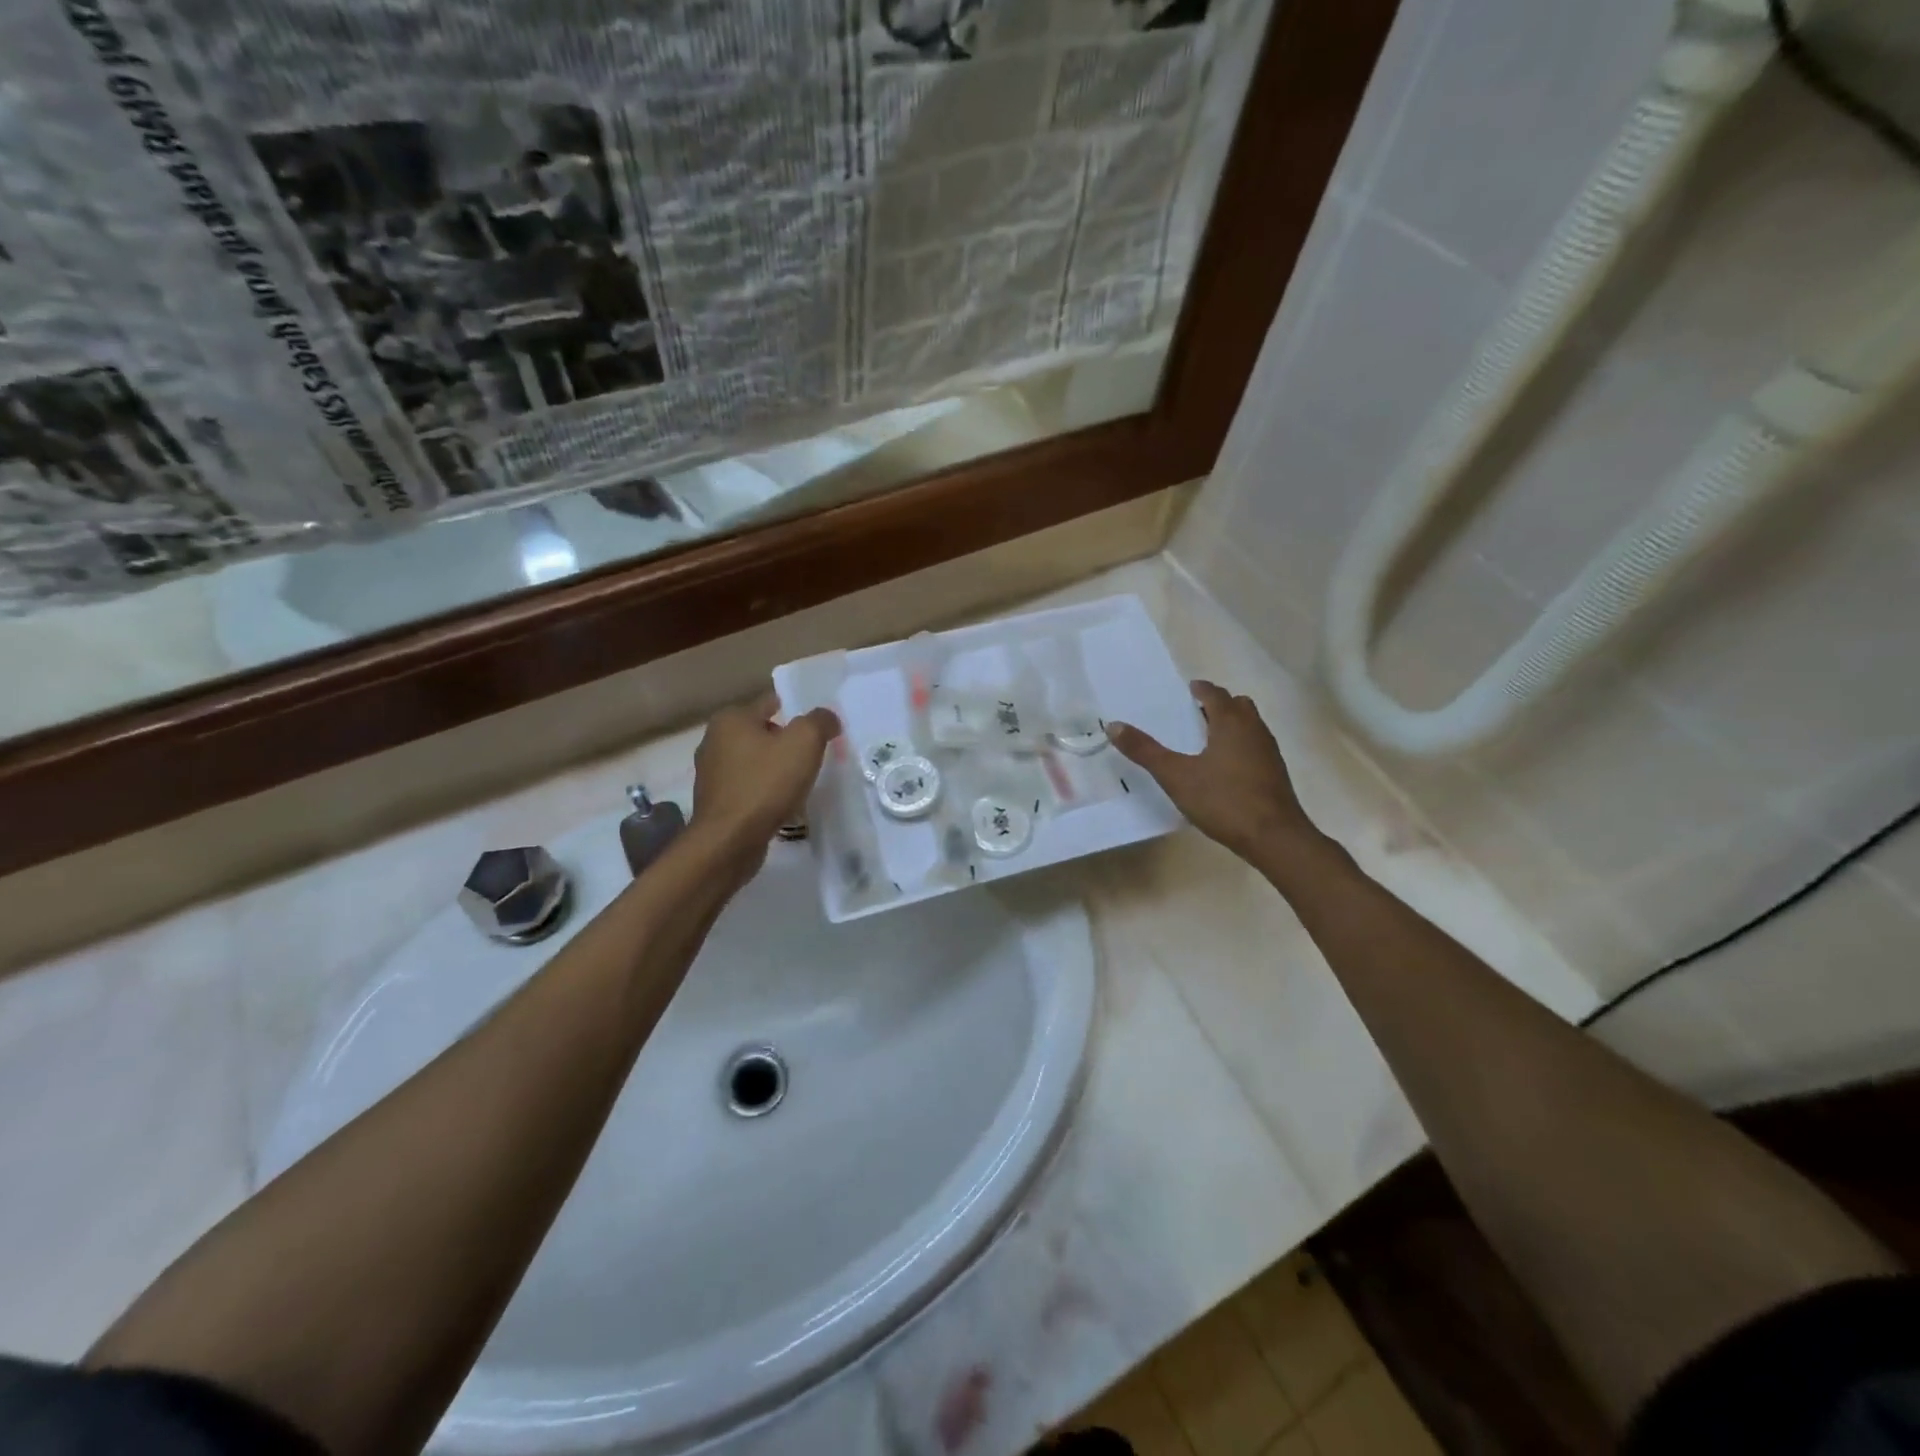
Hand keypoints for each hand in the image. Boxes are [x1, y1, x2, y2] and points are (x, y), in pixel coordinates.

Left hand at [690, 689, 839, 873]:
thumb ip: (820, 722)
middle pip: (763, 732)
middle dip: (788, 743)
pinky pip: (748, 787)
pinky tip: (781, 804)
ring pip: (755, 762)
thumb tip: (827, 718)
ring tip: (801, 784)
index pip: (772, 702)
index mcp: (731, 719)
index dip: (799, 713)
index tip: (820, 731)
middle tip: (815, 758)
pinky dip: (765, 791)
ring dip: (776, 769)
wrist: (729, 841)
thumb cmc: (766, 784)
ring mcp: (711, 773)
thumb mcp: (804, 742)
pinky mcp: (715, 801)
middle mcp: (714, 740)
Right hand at [1109, 680, 1321, 861]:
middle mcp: (1254, 730)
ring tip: (1208, 738)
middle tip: (1197, 712)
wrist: (1275, 837)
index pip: (1216, 695)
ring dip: (1232, 724)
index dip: (1201, 690)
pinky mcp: (1275, 774)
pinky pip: (1256, 747)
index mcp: (1231, 723)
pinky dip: (1240, 745)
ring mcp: (1269, 752)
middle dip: (1219, 704)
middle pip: (1239, 706)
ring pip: (1250, 726)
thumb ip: (1145, 751)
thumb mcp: (1176, 776)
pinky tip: (1225, 767)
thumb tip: (1114, 726)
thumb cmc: (1223, 800)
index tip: (1190, 689)